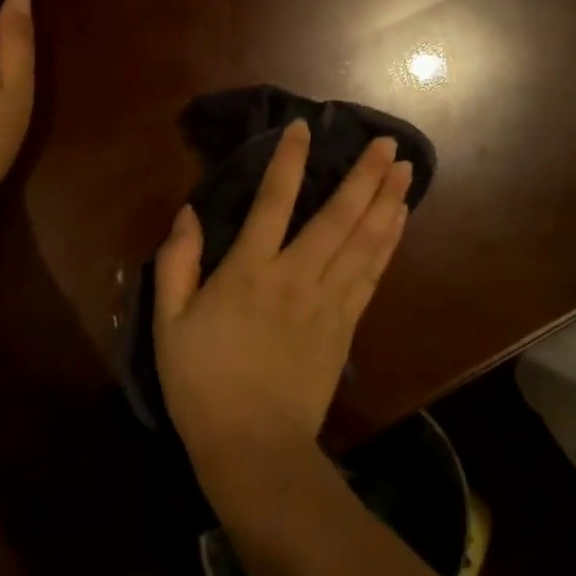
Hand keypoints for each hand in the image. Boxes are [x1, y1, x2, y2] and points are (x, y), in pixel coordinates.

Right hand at [153, 120, 413, 476]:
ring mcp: (327, 300)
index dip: (289, 160)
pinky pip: (372, 274)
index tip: (304, 129)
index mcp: (249, 270)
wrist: (253, 446)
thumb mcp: (169, 323)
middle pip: (337, 215)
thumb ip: (176, 264)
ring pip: (364, 240)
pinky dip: (389, 242)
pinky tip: (399, 221)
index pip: (272, 201)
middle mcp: (295, 275)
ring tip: (405, 170)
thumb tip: (187, 213)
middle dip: (364, 175)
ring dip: (386, 201)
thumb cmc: (202, 383)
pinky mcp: (346, 326)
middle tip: (387, 143)